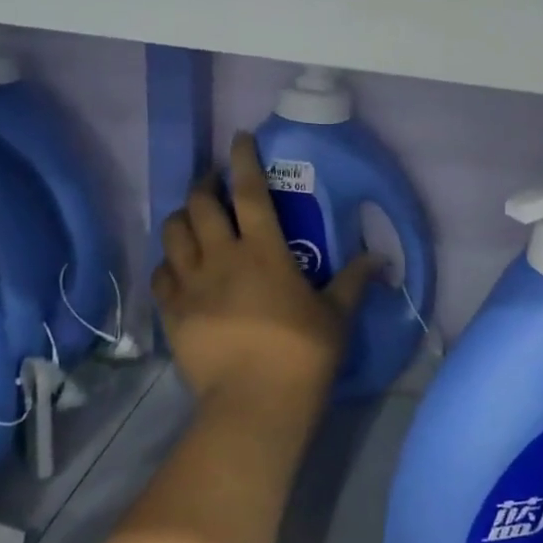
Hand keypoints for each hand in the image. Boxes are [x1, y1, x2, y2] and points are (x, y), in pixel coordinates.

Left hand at [152, 132, 379, 418]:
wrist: (255, 404)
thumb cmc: (302, 354)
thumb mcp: (336, 315)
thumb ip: (355, 281)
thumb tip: (381, 257)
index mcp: (264, 251)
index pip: (250, 190)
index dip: (243, 159)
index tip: (239, 138)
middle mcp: (222, 257)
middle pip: (201, 204)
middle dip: (205, 183)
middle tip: (214, 181)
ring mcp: (191, 284)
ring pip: (174, 233)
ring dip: (182, 217)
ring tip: (192, 218)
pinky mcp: (173, 312)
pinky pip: (161, 275)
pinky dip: (168, 263)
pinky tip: (177, 267)